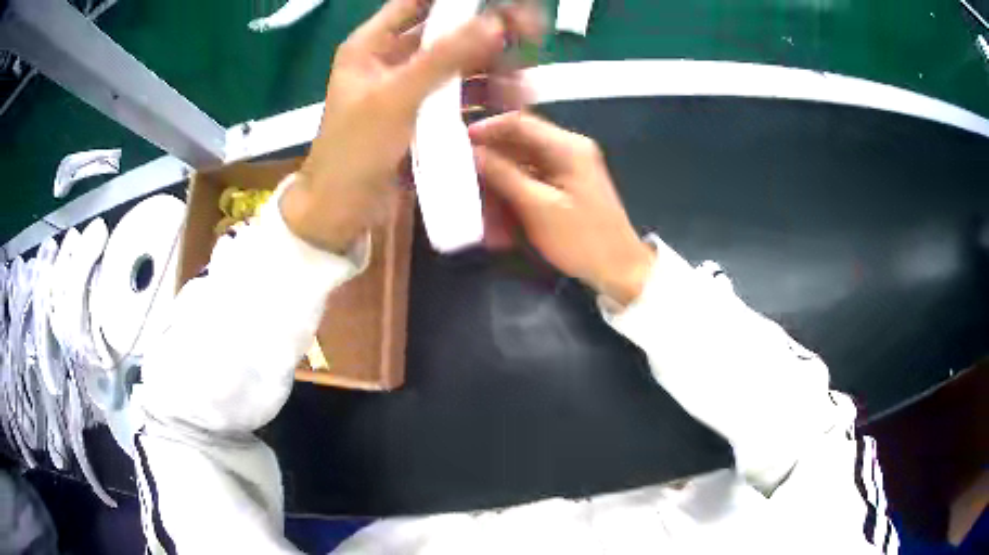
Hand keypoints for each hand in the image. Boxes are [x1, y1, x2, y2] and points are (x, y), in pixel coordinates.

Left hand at [281, 0, 539, 253]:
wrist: (342, 213)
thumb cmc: (354, 151)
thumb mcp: (394, 98)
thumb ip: (443, 58)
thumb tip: (494, 22)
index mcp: (371, 45)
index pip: (415, 3)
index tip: (496, 2)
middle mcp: (392, 59)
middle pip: (446, 31)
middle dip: (487, 32)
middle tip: (529, 33)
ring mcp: (410, 88)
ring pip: (459, 63)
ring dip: (492, 66)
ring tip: (524, 80)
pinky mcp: (424, 114)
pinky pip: (460, 94)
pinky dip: (484, 95)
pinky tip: (511, 101)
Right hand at [470, 112, 655, 305]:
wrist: (619, 268)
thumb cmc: (582, 239)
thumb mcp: (538, 207)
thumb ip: (504, 175)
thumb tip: (474, 152)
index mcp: (567, 147)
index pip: (520, 122)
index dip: (488, 129)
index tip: (460, 143)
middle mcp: (568, 150)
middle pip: (520, 143)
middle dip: (491, 161)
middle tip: (465, 178)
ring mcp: (569, 168)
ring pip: (523, 164)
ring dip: (500, 183)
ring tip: (480, 206)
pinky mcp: (566, 186)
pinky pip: (532, 181)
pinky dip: (514, 195)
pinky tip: (499, 219)